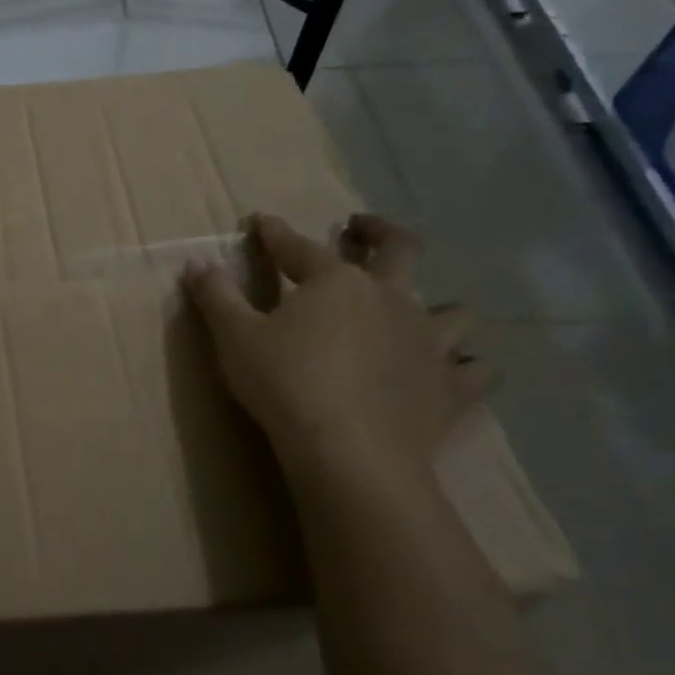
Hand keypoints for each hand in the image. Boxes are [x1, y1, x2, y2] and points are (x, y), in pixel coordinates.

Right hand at [182, 213, 493, 484]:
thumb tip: (197, 261)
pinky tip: (457, 371)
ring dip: (441, 307)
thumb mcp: (234, 336)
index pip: (298, 246)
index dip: (275, 233)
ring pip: (455, 311)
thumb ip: (216, 295)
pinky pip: (477, 371)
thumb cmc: (285, 384)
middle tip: (361, 227)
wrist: (350, 452)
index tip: (260, 222)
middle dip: (379, 232)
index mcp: (335, 281)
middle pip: (400, 250)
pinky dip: (470, 367)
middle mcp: (390, 299)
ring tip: (423, 312)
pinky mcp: (450, 388)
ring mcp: (429, 343)